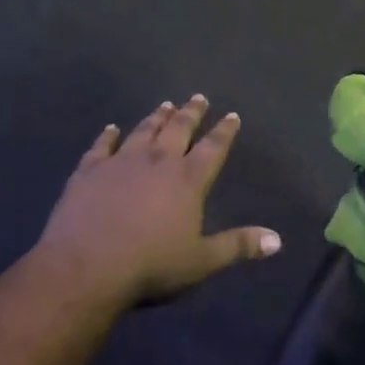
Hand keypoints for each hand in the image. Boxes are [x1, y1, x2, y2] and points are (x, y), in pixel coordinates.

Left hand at [36, 96, 280, 309]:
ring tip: (166, 105)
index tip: (231, 115)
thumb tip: (277, 239)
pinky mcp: (90, 170)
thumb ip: (238, 246)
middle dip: (191, 113)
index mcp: (187, 180)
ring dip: (156, 117)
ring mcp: (120, 161)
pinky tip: (111, 128)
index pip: (212, 148)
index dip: (224, 131)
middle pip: (178, 129)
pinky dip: (108, 135)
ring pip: (143, 130)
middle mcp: (157, 161)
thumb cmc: (151, 266)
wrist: (87, 267)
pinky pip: (101, 145)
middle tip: (198, 98)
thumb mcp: (201, 261)